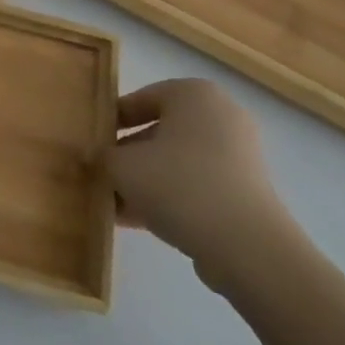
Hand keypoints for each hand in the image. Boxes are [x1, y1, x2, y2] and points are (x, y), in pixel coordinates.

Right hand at [112, 78, 301, 292]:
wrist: (250, 250)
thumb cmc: (179, 186)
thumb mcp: (122, 166)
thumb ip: (103, 156)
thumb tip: (99, 158)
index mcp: (193, 94)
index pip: (140, 99)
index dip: (111, 121)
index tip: (93, 143)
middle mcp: (221, 116)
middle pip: (160, 132)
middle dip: (130, 156)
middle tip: (104, 175)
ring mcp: (240, 156)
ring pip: (178, 163)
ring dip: (147, 181)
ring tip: (116, 205)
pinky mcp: (249, 193)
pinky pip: (200, 186)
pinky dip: (173, 199)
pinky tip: (141, 222)